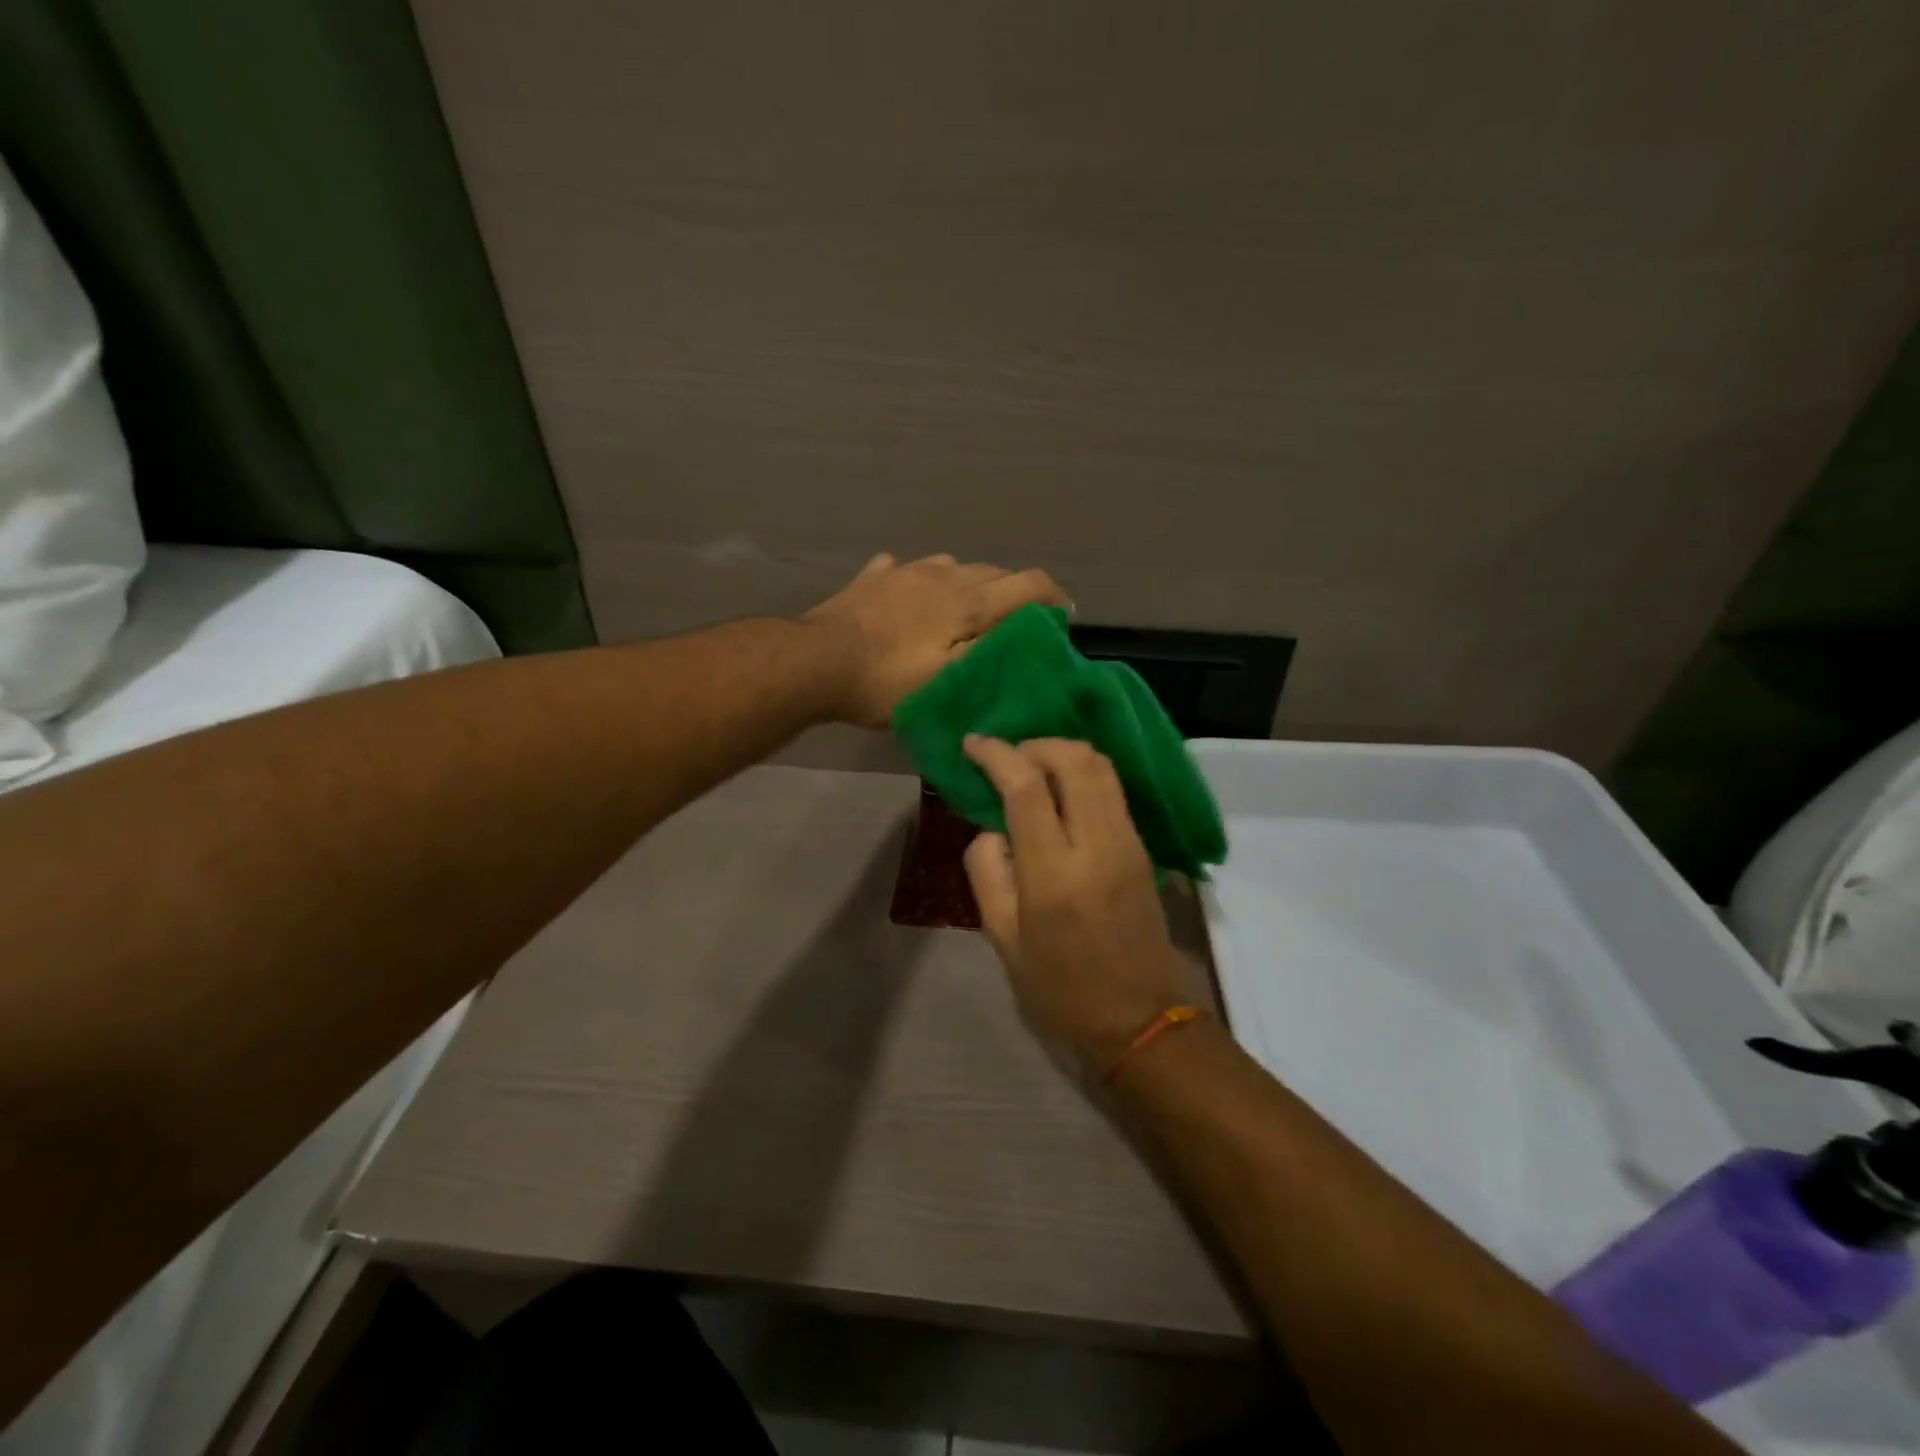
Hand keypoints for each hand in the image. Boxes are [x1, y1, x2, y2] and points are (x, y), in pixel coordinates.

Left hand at [803, 553, 1067, 726]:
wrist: (817, 662)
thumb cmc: (887, 680)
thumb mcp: (949, 681)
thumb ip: (991, 653)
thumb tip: (1028, 632)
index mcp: (967, 601)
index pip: (1028, 584)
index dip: (1053, 598)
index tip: (1062, 618)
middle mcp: (943, 574)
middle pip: (993, 572)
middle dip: (1013, 593)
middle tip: (1014, 625)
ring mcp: (904, 571)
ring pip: (952, 566)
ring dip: (969, 585)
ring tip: (964, 612)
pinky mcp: (873, 577)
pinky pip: (906, 570)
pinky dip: (920, 582)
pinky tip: (911, 598)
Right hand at [962, 736, 1197, 1074]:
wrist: (1141, 1018)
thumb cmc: (1061, 988)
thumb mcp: (1003, 940)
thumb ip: (988, 873)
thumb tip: (993, 827)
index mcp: (1054, 874)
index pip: (1026, 787)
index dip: (996, 754)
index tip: (972, 744)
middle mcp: (1097, 845)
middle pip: (1073, 759)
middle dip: (1034, 744)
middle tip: (1005, 756)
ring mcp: (1128, 842)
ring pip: (1101, 766)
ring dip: (1061, 753)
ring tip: (1031, 767)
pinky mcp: (1143, 847)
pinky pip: (1113, 789)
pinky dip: (1083, 772)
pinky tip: (1061, 791)